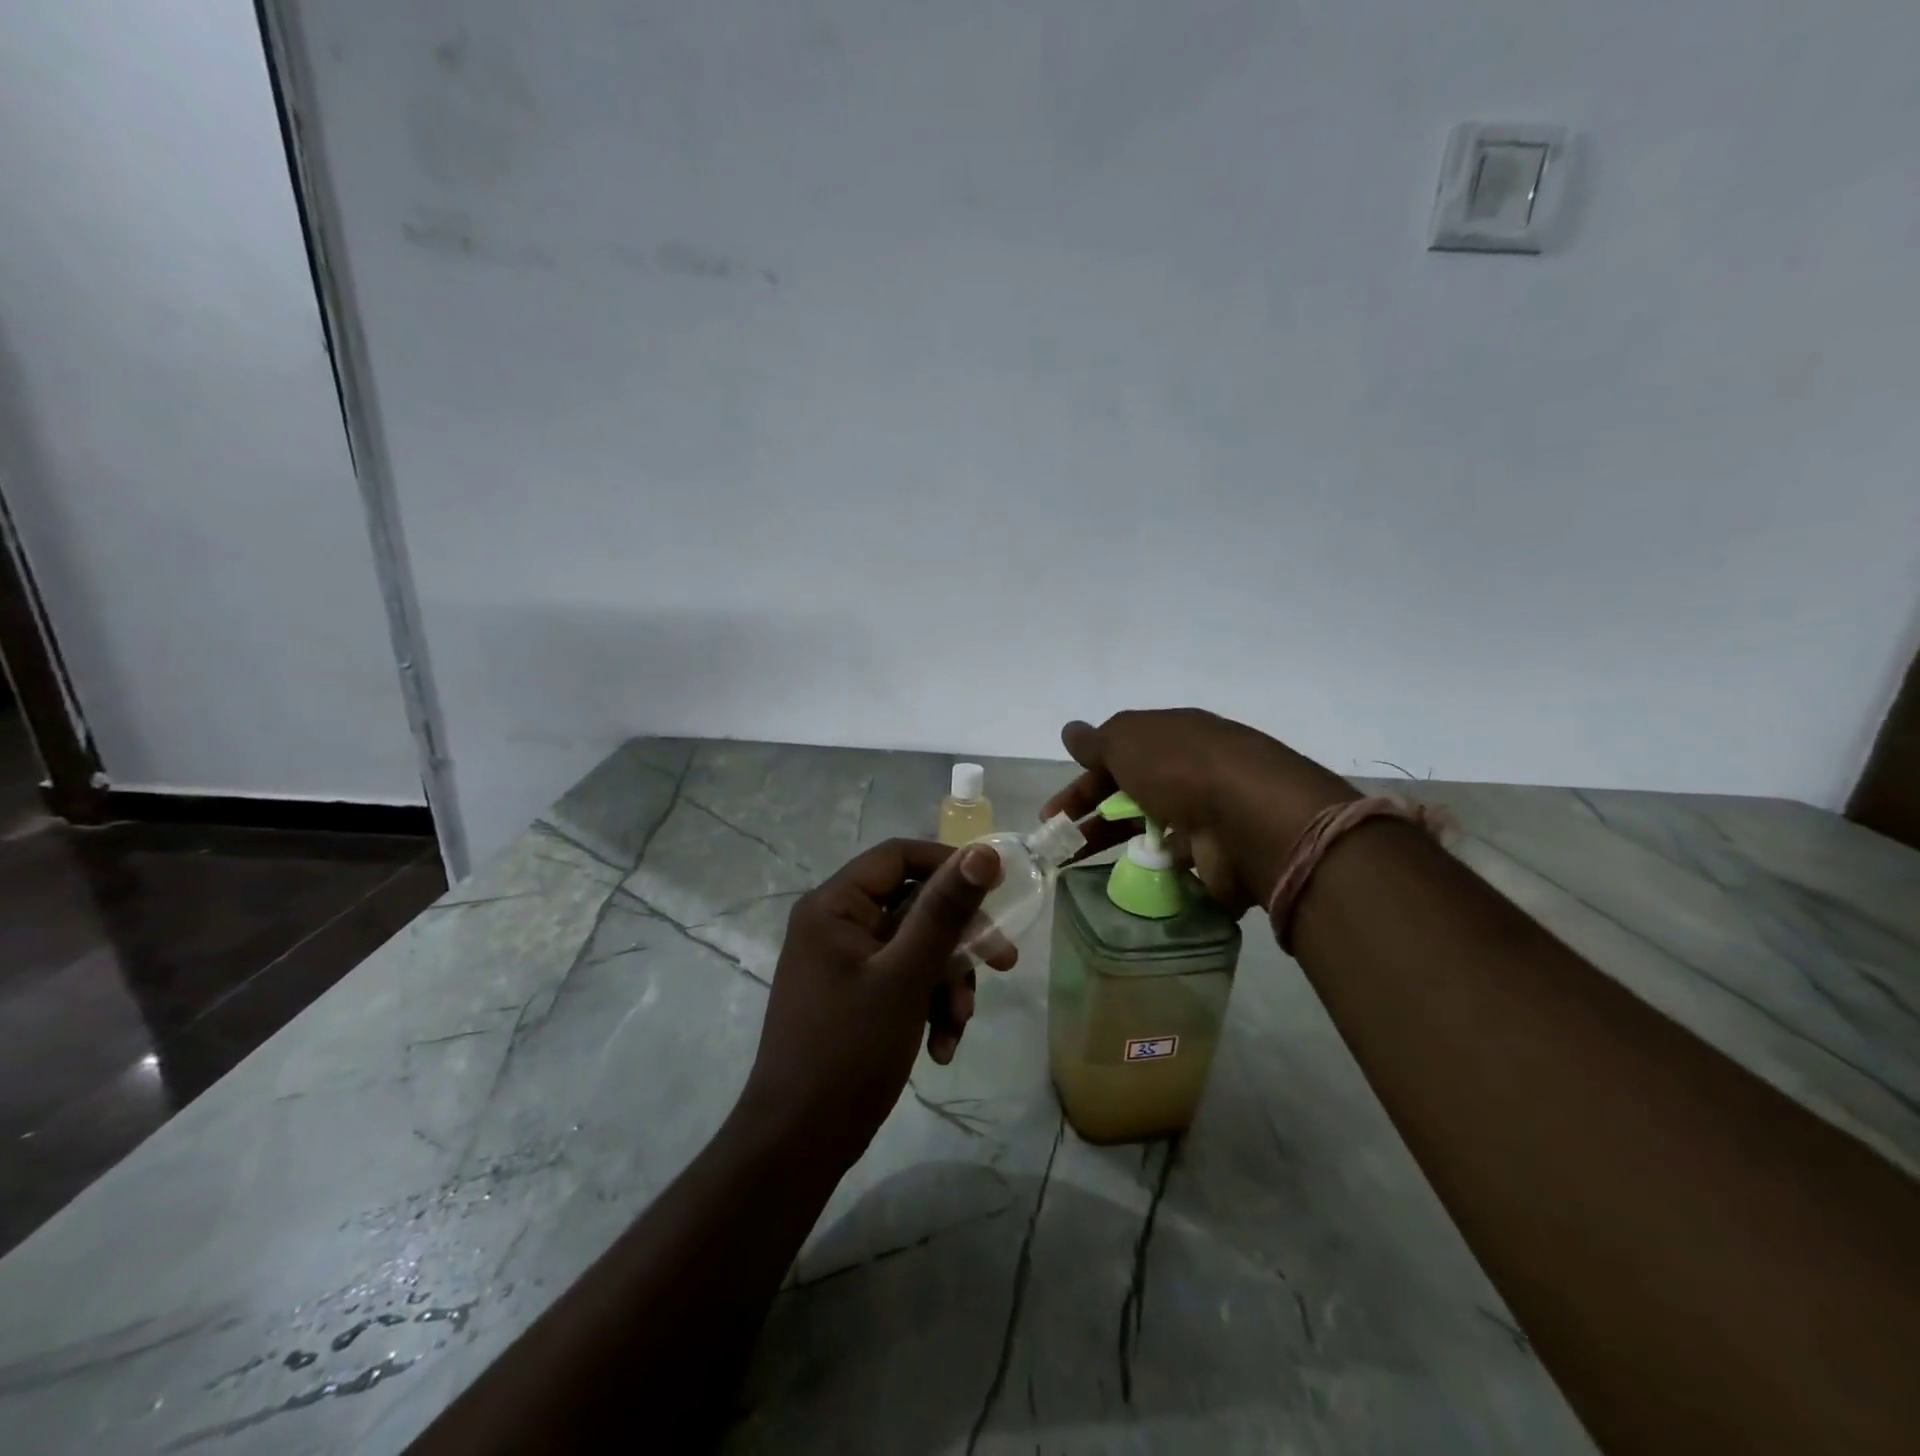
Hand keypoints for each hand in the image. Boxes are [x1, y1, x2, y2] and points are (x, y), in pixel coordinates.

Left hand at [736, 838, 1011, 1169]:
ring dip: (947, 983)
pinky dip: (928, 1006)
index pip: (898, 856)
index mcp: (834, 906)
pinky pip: (903, 980)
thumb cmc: (849, 1051)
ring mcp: (845, 962)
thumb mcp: (906, 976)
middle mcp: (836, 924)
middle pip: (914, 906)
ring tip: (959, 1024)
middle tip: (1005, 962)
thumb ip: (945, 911)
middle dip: (958, 941)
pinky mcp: (855, 995)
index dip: (949, 864)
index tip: (997, 887)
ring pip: (915, 948)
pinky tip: (941, 1048)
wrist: (799, 1144)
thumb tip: (983, 853)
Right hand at [1041, 709, 1356, 910]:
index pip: (1118, 757)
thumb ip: (1097, 741)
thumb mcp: (1127, 740)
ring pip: (1151, 831)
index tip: (1053, 812)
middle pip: (1131, 795)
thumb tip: (1071, 731)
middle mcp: (1191, 772)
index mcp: (1172, 738)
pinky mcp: (1218, 857)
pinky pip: (1177, 865)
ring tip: (1081, 868)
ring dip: (1117, 845)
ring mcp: (1207, 816)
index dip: (1083, 782)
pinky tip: (1126, 885)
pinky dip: (1152, 873)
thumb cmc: (1181, 768)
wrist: (1252, 818)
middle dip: (1091, 817)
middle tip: (1058, 843)